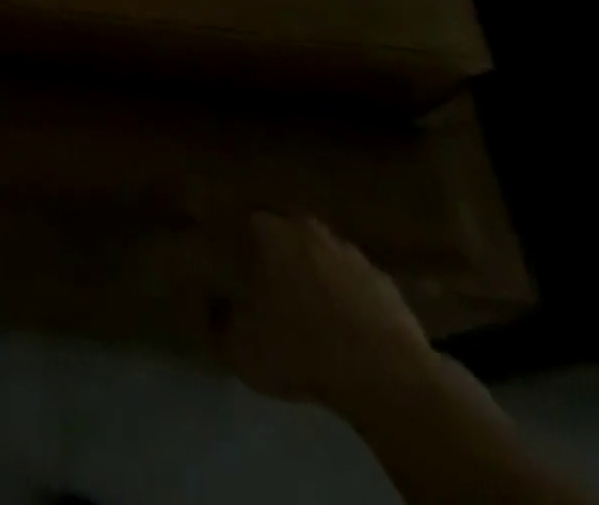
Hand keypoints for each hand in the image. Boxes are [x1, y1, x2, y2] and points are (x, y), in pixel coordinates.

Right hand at [210, 212, 439, 418]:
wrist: (385, 376)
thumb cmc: (298, 349)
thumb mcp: (239, 347)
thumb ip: (217, 321)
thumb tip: (213, 307)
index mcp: (263, 230)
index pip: (237, 221)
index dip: (231, 244)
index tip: (228, 266)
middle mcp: (302, 226)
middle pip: (279, 232)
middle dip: (272, 253)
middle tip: (265, 285)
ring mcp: (346, 249)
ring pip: (318, 253)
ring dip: (311, 273)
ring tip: (307, 309)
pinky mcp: (382, 278)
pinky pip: (352, 280)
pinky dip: (345, 296)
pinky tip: (343, 326)